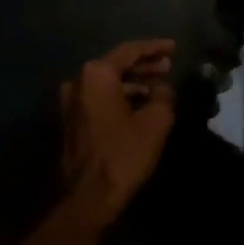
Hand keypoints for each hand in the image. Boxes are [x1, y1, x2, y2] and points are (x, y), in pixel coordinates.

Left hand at [59, 39, 176, 224]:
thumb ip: (163, 95)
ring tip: (159, 86)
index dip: (154, 48)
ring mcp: (70, 102)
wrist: (88, 197)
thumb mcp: (156, 121)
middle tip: (168, 66)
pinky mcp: (71, 121)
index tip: (173, 47)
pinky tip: (140, 104)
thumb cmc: (123, 154)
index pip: (129, 51)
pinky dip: (120, 97)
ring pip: (107, 83)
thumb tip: (162, 88)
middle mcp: (78, 82)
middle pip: (116, 65)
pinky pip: (99, 98)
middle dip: (143, 65)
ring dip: (133, 83)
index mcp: (96, 75)